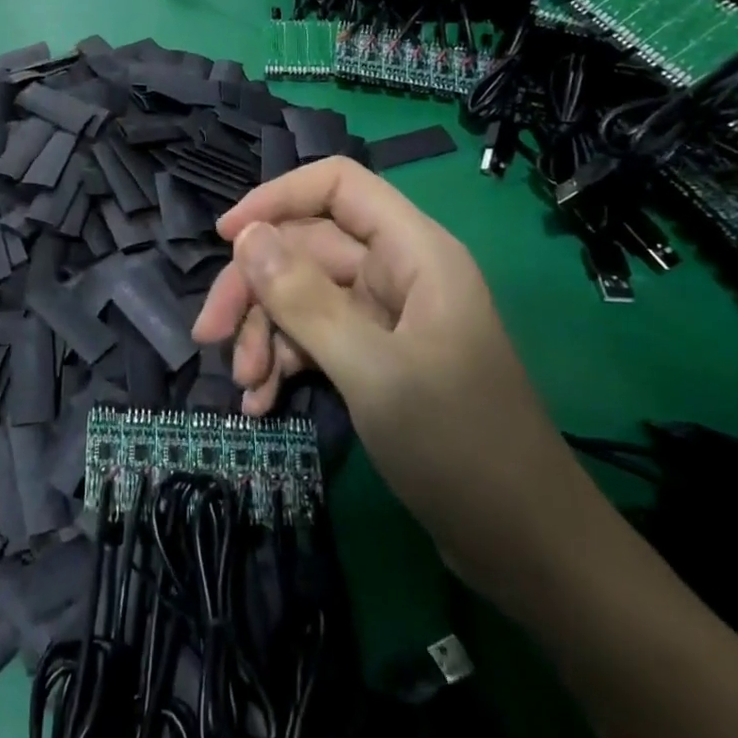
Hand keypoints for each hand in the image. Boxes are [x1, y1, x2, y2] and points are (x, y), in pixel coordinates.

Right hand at [193, 157, 599, 613]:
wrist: (528, 551)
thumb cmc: (460, 448)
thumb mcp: (373, 371)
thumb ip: (305, 300)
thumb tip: (246, 238)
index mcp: (414, 252)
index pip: (337, 185)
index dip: (277, 198)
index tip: (226, 239)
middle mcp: (398, 272)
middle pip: (306, 247)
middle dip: (256, 288)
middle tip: (209, 334)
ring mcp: (387, 317)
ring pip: (303, 295)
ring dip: (265, 333)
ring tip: (244, 385)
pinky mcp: (377, 357)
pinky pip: (315, 336)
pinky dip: (284, 361)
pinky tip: (261, 401)